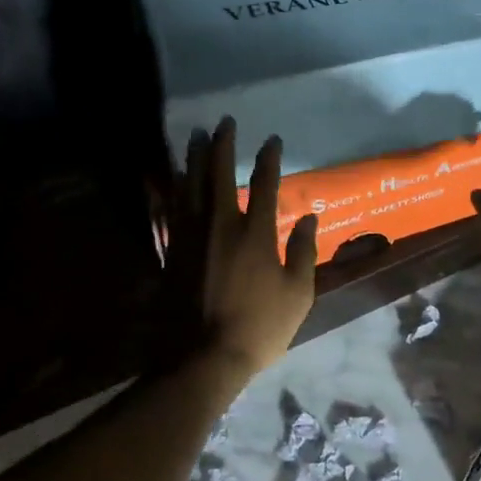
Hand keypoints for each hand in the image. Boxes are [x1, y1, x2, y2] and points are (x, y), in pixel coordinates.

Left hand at [166, 118, 318, 375]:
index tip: (272, 139)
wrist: (202, 358)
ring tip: (195, 136)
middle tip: (224, 122)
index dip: (269, 158)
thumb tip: (310, 218)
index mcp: (256, 234)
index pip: (266, 183)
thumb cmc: (259, 328)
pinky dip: (172, 190)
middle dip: (223, 144)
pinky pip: (170, 210)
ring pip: (191, 185)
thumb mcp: (298, 294)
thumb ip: (303, 252)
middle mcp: (221, 225)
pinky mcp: (172, 252)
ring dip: (194, 157)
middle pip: (219, 174)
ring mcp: (192, 237)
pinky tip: (172, 177)